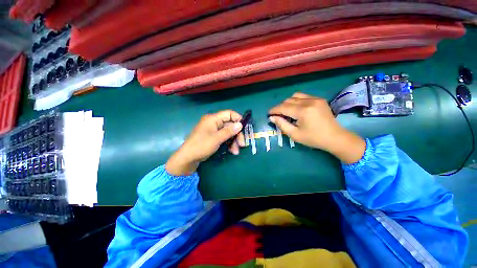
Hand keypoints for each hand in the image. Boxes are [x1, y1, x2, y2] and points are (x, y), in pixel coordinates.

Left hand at [166, 110, 245, 174]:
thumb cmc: (201, 146)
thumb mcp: (217, 138)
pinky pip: (224, 138)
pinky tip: (232, 151)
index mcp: (213, 119)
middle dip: (237, 134)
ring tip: (236, 151)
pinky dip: (229, 144)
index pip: (229, 114)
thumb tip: (240, 124)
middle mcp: (214, 123)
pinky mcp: (214, 138)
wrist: (188, 158)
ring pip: (228, 133)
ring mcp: (214, 131)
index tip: (244, 127)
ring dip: (234, 141)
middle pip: (230, 125)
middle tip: (242, 144)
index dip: (238, 119)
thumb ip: (229, 131)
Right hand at [268, 92, 365, 163]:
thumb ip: (282, 124)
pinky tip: (297, 109)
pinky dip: (296, 101)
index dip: (274, 110)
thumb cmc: (313, 139)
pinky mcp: (319, 99)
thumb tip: (272, 118)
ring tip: (287, 112)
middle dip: (280, 107)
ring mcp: (315, 99)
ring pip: (295, 96)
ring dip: (288, 103)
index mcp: (303, 111)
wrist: (335, 137)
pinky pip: (303, 96)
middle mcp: (309, 101)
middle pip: (288, 100)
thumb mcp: (295, 134)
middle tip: (278, 116)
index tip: (268, 114)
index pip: (283, 107)